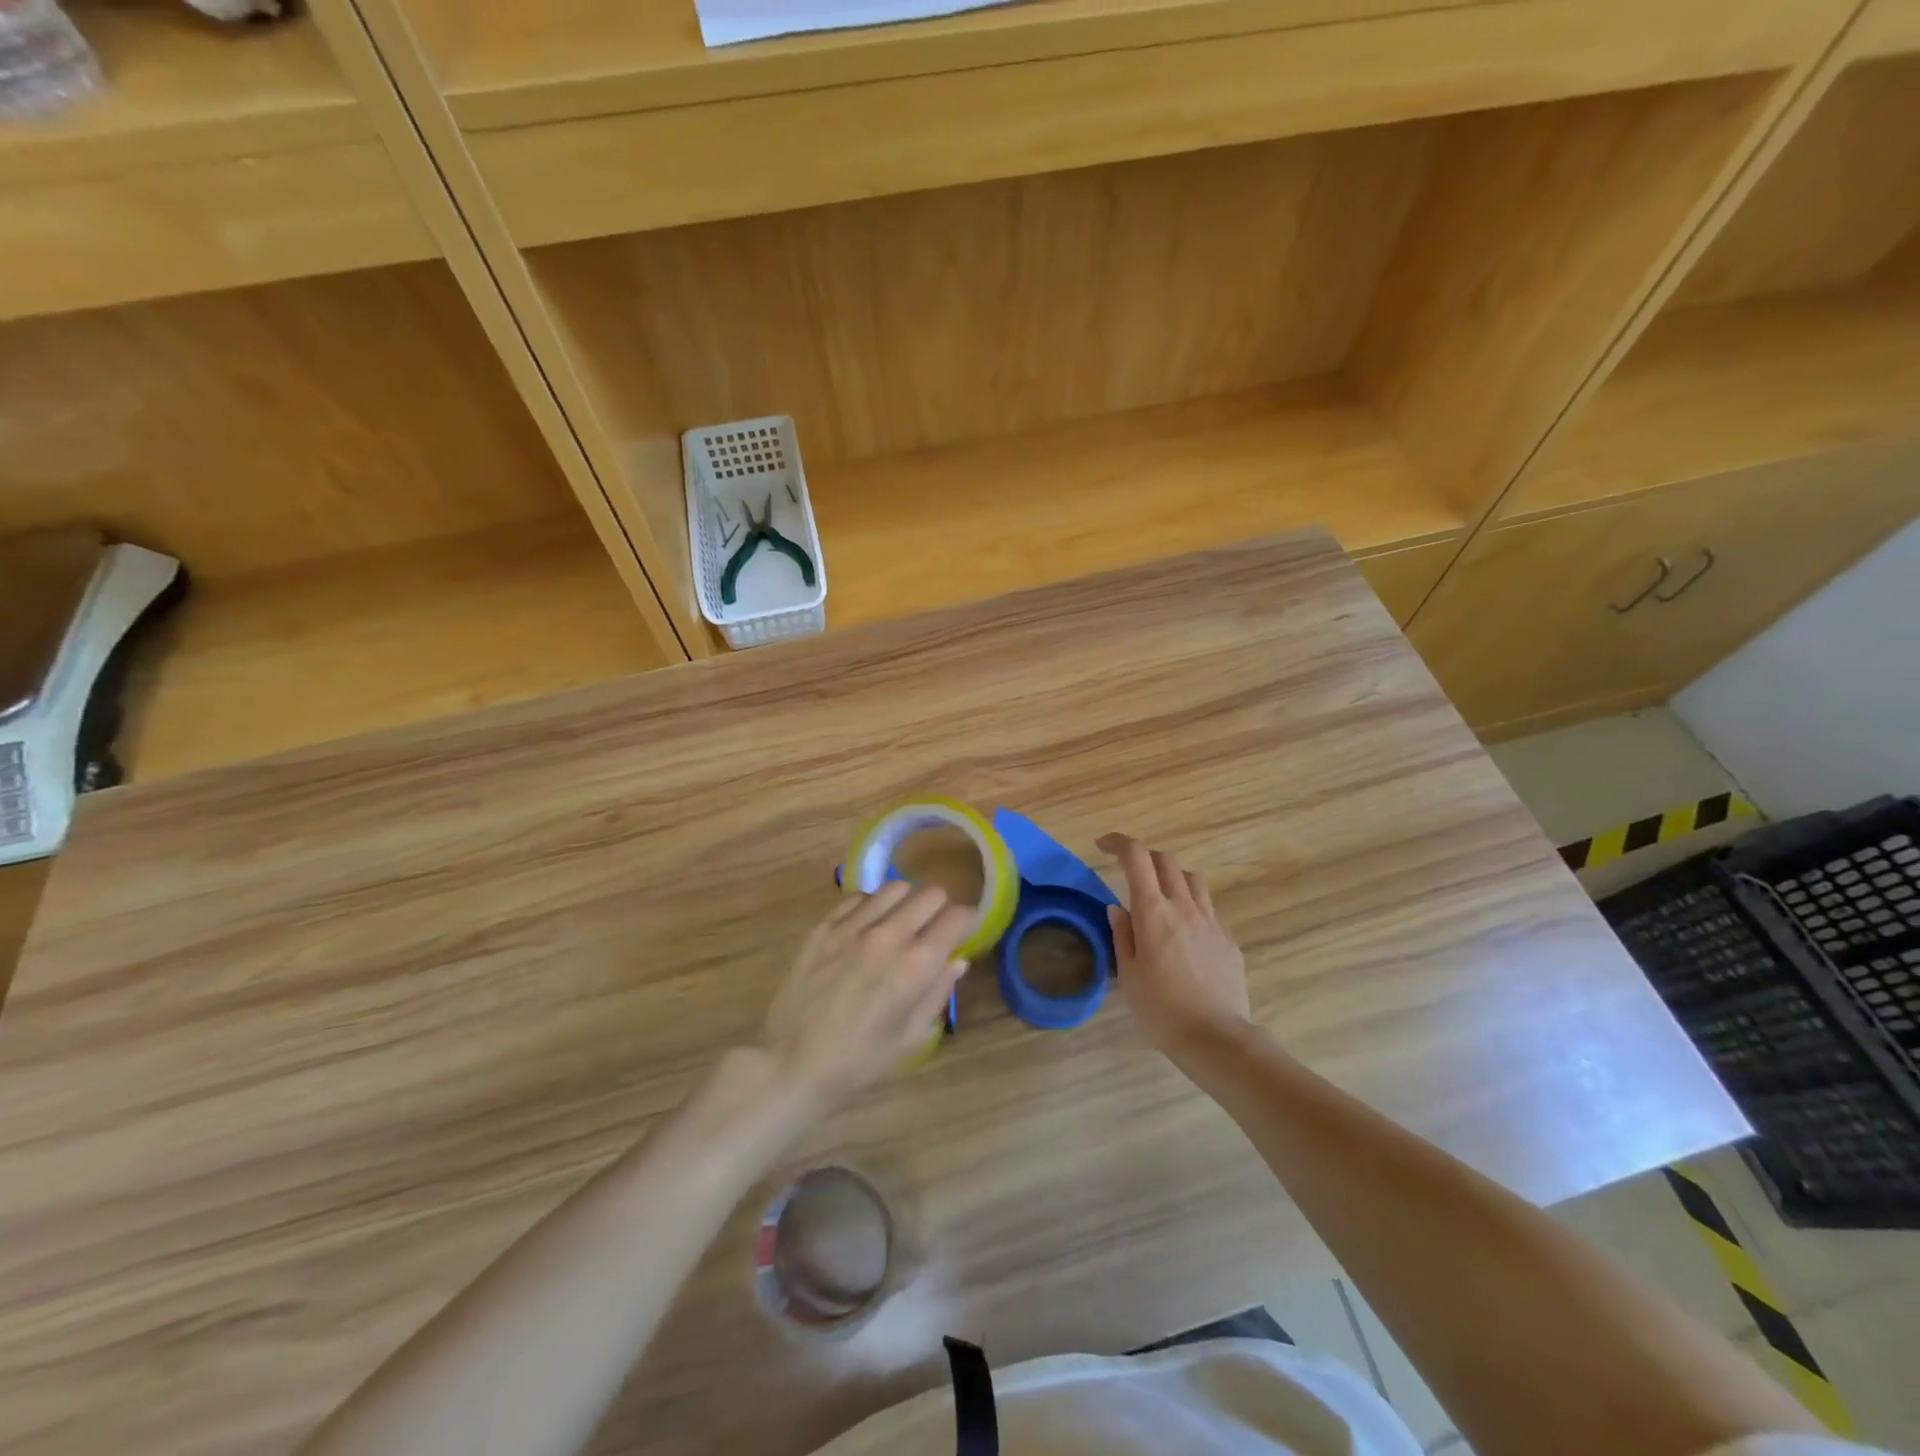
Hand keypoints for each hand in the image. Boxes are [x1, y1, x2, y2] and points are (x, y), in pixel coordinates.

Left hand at [761, 882, 972, 1104]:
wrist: (791, 1062)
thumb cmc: (858, 1060)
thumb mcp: (910, 1038)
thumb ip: (937, 993)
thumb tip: (957, 961)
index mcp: (917, 964)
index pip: (957, 918)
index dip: (966, 922)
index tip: (963, 933)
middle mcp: (889, 934)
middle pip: (930, 894)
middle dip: (939, 909)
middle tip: (932, 930)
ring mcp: (853, 926)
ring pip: (895, 888)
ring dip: (905, 903)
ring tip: (899, 924)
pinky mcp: (824, 926)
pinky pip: (859, 898)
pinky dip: (871, 907)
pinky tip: (866, 928)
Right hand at [1097, 833, 1251, 1057]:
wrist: (1216, 1038)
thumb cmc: (1161, 1010)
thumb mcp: (1129, 974)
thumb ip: (1122, 935)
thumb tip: (1118, 908)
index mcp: (1153, 912)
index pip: (1136, 857)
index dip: (1118, 842)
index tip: (1103, 846)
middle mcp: (1184, 906)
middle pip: (1165, 860)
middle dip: (1144, 857)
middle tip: (1129, 873)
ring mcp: (1211, 921)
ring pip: (1192, 879)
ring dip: (1172, 878)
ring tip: (1161, 899)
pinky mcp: (1229, 939)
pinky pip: (1208, 908)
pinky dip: (1191, 907)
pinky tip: (1185, 934)